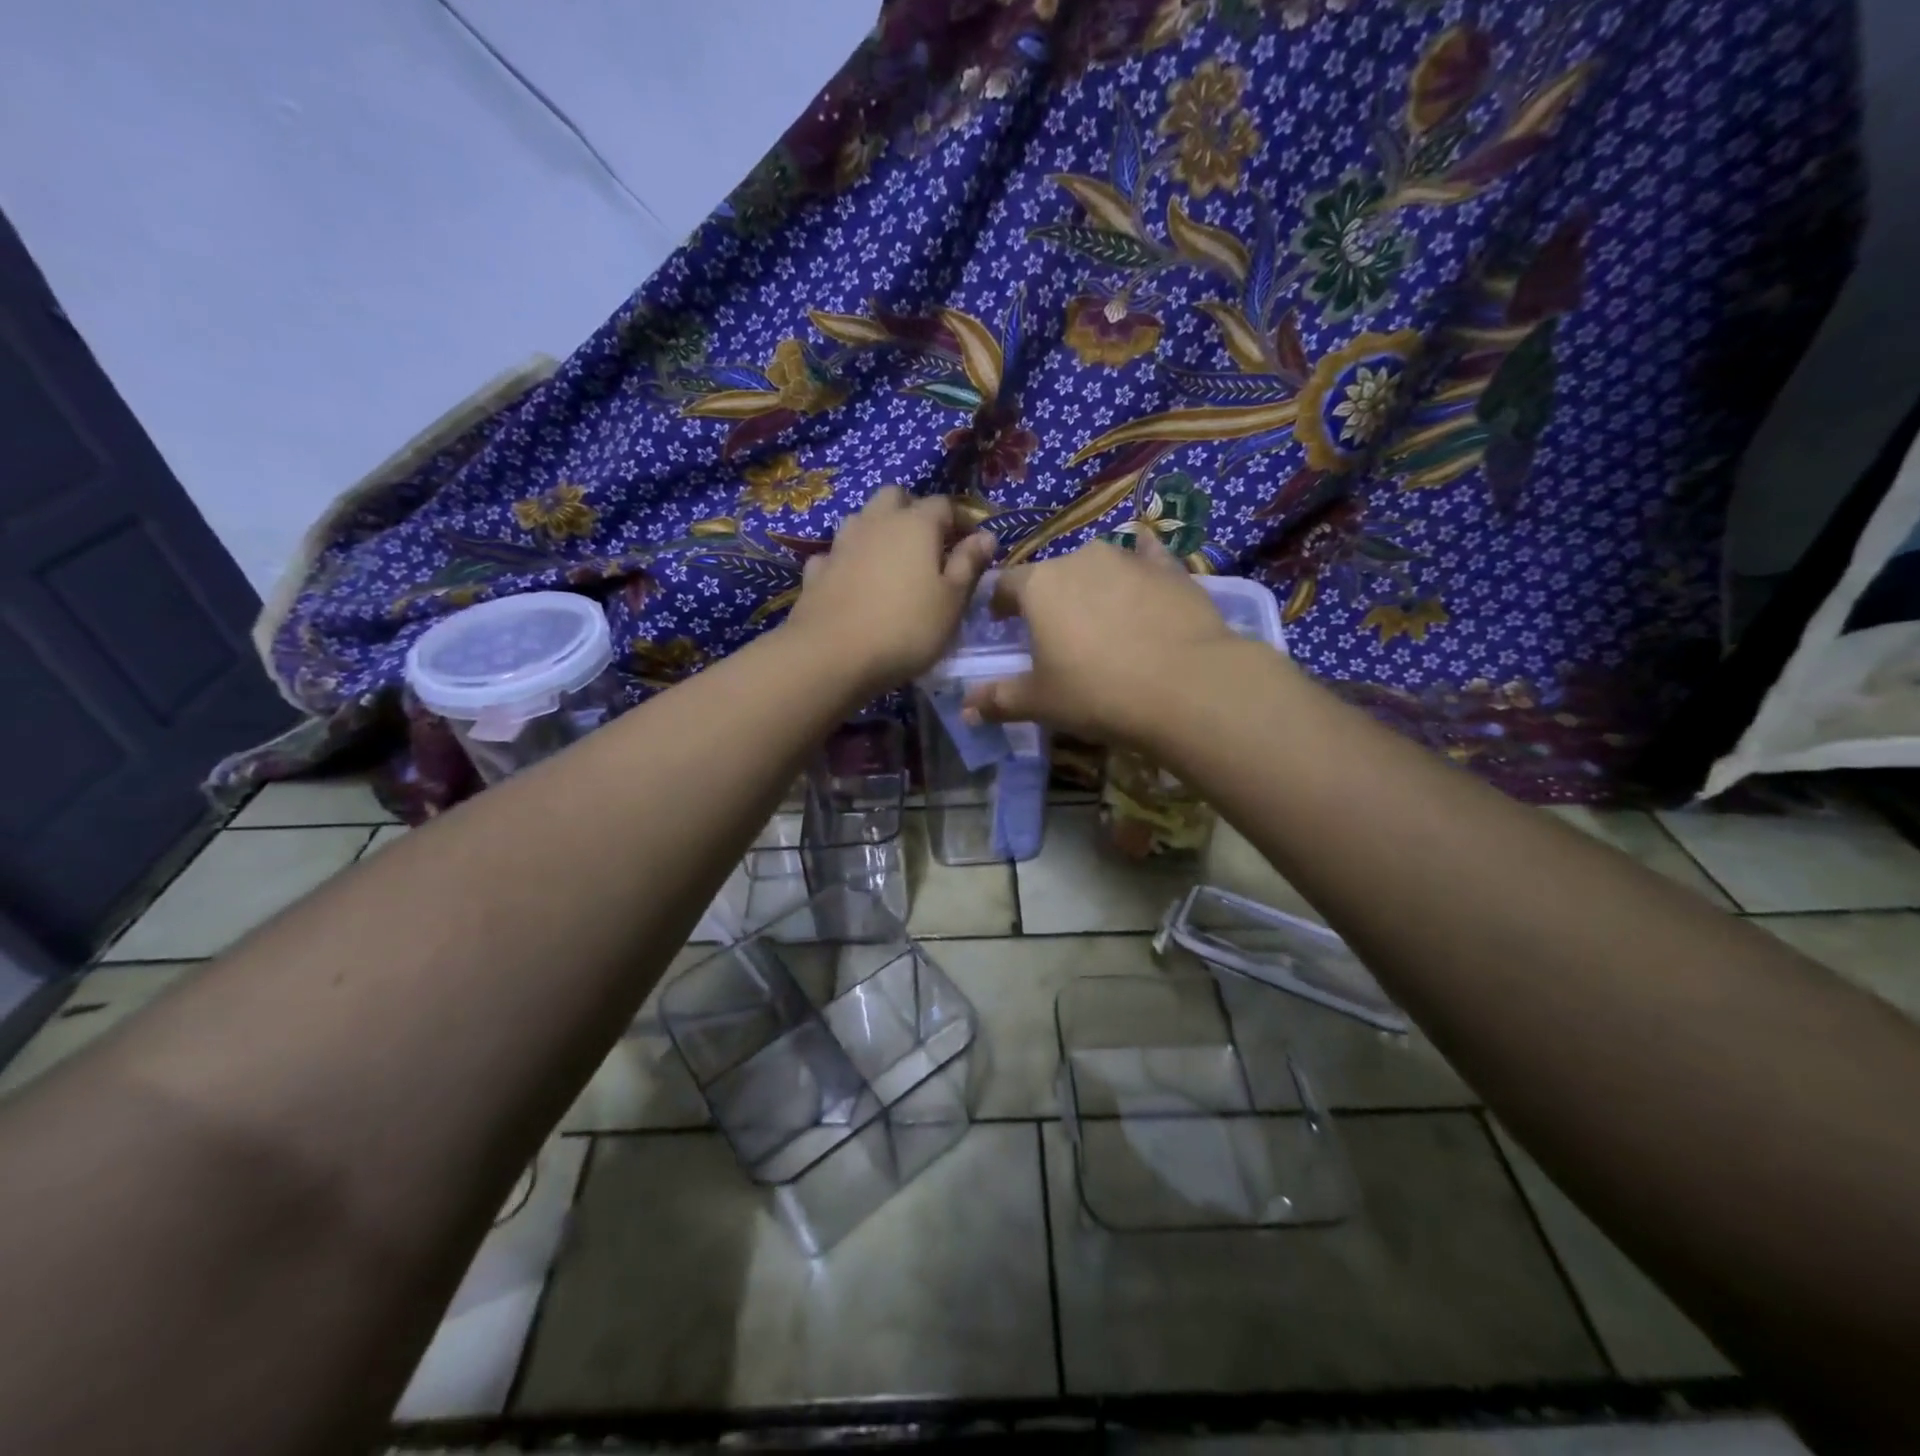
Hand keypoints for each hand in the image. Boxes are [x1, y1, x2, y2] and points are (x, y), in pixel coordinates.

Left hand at [784, 487, 997, 694]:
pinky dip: (848, 561)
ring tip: (891, 561)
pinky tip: (853, 581)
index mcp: (915, 525)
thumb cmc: (906, 629)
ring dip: (878, 531)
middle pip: (895, 497)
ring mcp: (841, 545)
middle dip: (913, 511)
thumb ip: (969, 565)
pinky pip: (835, 554)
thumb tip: (986, 536)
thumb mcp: (952, 602)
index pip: (944, 504)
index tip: (973, 543)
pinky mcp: (816, 572)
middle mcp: (875, 522)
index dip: (961, 519)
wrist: (832, 656)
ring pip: (861, 520)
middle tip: (928, 543)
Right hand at [961, 534, 1240, 744]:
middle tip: (1056, 632)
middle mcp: (1080, 559)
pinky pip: (1149, 558)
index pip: (1006, 584)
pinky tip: (1147, 579)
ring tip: (1102, 619)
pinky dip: (1142, 567)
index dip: (999, 603)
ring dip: (1093, 586)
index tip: (1001, 623)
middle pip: (1053, 574)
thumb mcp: (1040, 702)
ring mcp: (1129, 559)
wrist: (1185, 687)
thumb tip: (965, 708)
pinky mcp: (1171, 569)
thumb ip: (999, 699)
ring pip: (1099, 567)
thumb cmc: (1097, 692)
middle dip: (1049, 598)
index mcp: (1039, 586)